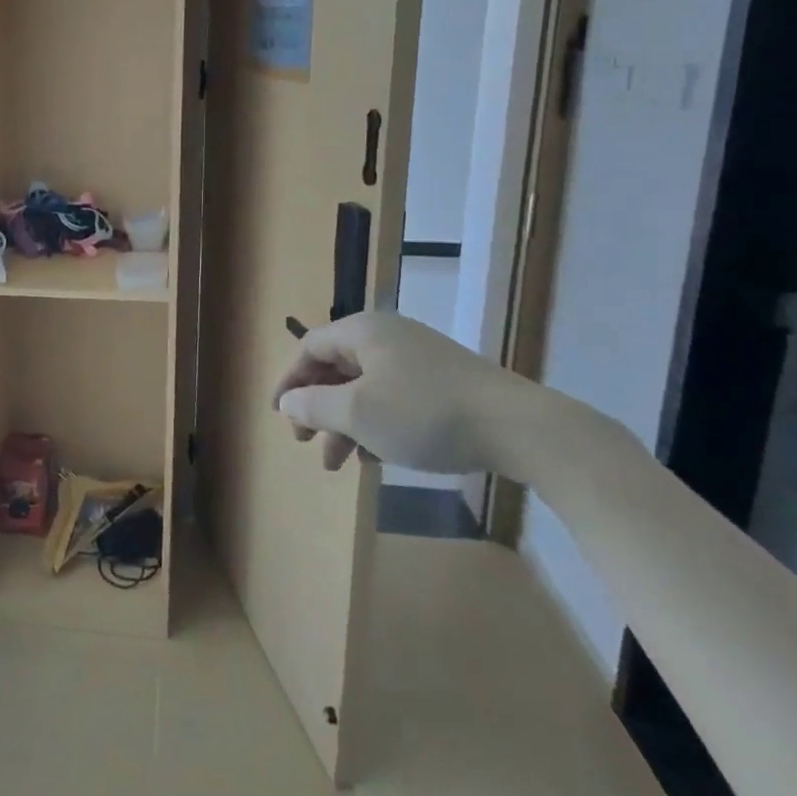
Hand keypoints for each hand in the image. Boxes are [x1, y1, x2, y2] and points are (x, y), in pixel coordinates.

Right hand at [272, 310, 503, 473]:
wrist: (518, 427)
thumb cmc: (424, 413)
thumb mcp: (358, 413)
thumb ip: (314, 405)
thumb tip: (288, 401)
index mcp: (363, 331)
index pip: (309, 348)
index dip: (289, 380)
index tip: (279, 416)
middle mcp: (387, 336)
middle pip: (336, 368)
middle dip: (317, 408)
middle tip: (306, 443)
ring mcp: (418, 358)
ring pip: (364, 388)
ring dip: (345, 423)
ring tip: (340, 464)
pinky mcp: (442, 381)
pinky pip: (392, 397)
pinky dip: (376, 424)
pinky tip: (376, 457)